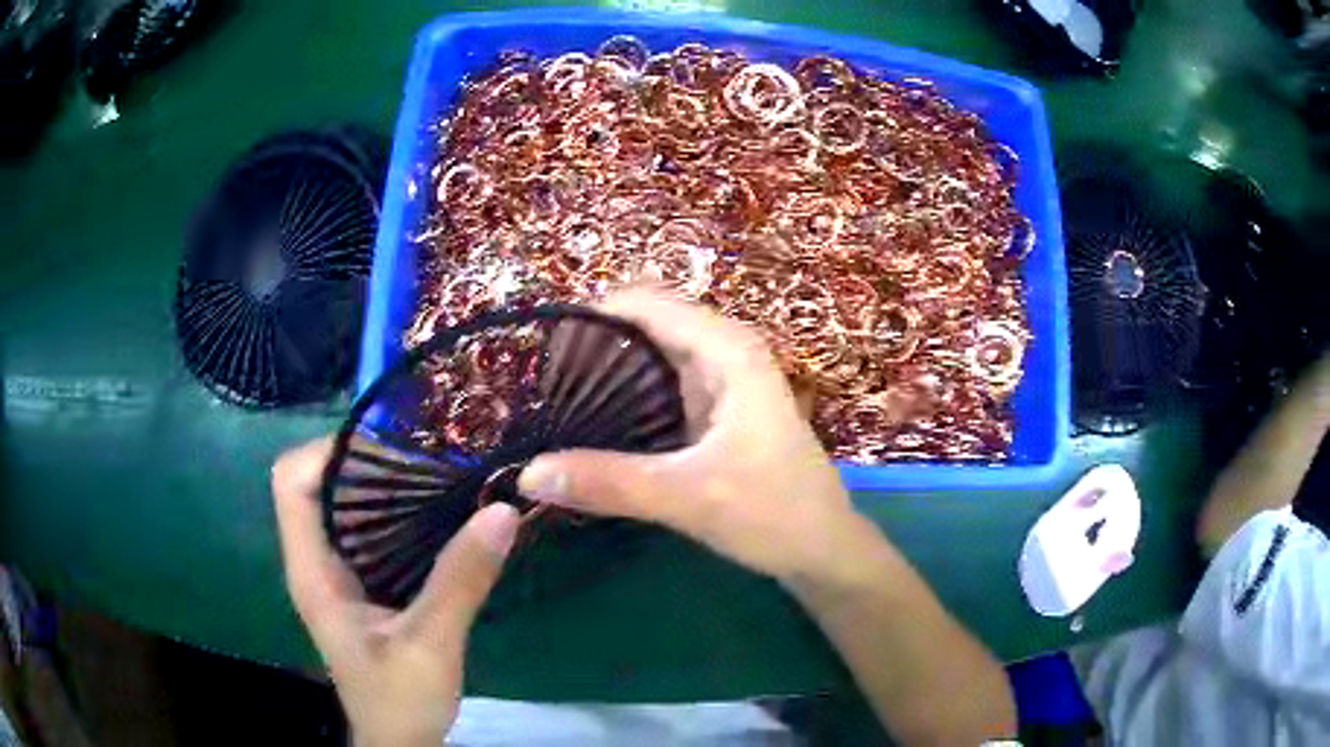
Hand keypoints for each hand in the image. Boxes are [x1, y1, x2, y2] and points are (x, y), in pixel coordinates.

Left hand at [272, 437, 519, 746]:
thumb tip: (502, 509)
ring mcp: (337, 573)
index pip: (291, 482)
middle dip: (363, 458)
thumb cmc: (399, 700)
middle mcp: (316, 562)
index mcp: (312, 571)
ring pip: (343, 504)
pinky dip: (397, 510)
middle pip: (316, 483)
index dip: (326, 450)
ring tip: (436, 467)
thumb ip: (460, 580)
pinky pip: (369, 529)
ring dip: (382, 482)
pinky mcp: (361, 585)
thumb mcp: (431, 644)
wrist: (400, 742)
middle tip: (424, 449)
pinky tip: (438, 511)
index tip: (387, 443)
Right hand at [518, 289, 865, 583]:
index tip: (542, 354)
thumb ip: (609, 482)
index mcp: (727, 350)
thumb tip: (527, 473)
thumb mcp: (689, 497)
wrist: (822, 549)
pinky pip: (658, 387)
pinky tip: (591, 424)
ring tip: (554, 402)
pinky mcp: (712, 412)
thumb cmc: (774, 513)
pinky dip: (624, 397)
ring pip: (649, 356)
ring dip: (605, 372)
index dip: (592, 315)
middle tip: (541, 387)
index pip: (645, 302)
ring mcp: (718, 382)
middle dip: (592, 345)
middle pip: (644, 324)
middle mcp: (723, 352)